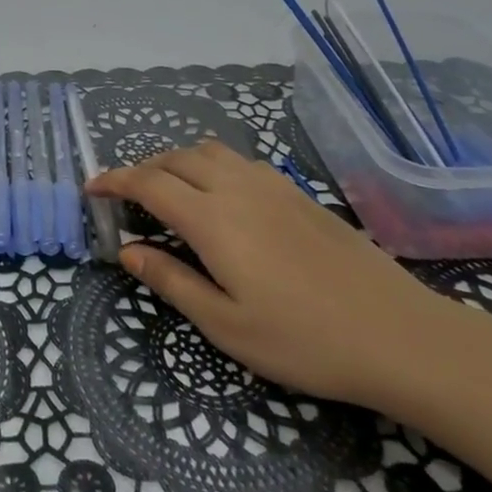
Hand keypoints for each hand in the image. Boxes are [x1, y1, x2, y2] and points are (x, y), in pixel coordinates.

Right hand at [87, 141, 457, 406]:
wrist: (399, 334)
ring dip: (177, 162)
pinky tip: (221, 200)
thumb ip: (171, 282)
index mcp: (212, 219)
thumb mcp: (226, 326)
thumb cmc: (304, 340)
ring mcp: (271, 185)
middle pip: (175, 158)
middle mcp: (236, 188)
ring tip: (170, 194)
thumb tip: (129, 251)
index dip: (114, 180)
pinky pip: (238, 161)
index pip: (148, 182)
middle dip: (142, 169)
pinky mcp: (297, 192)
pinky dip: (210, 166)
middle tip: (128, 199)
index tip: (92, 189)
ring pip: (208, 151)